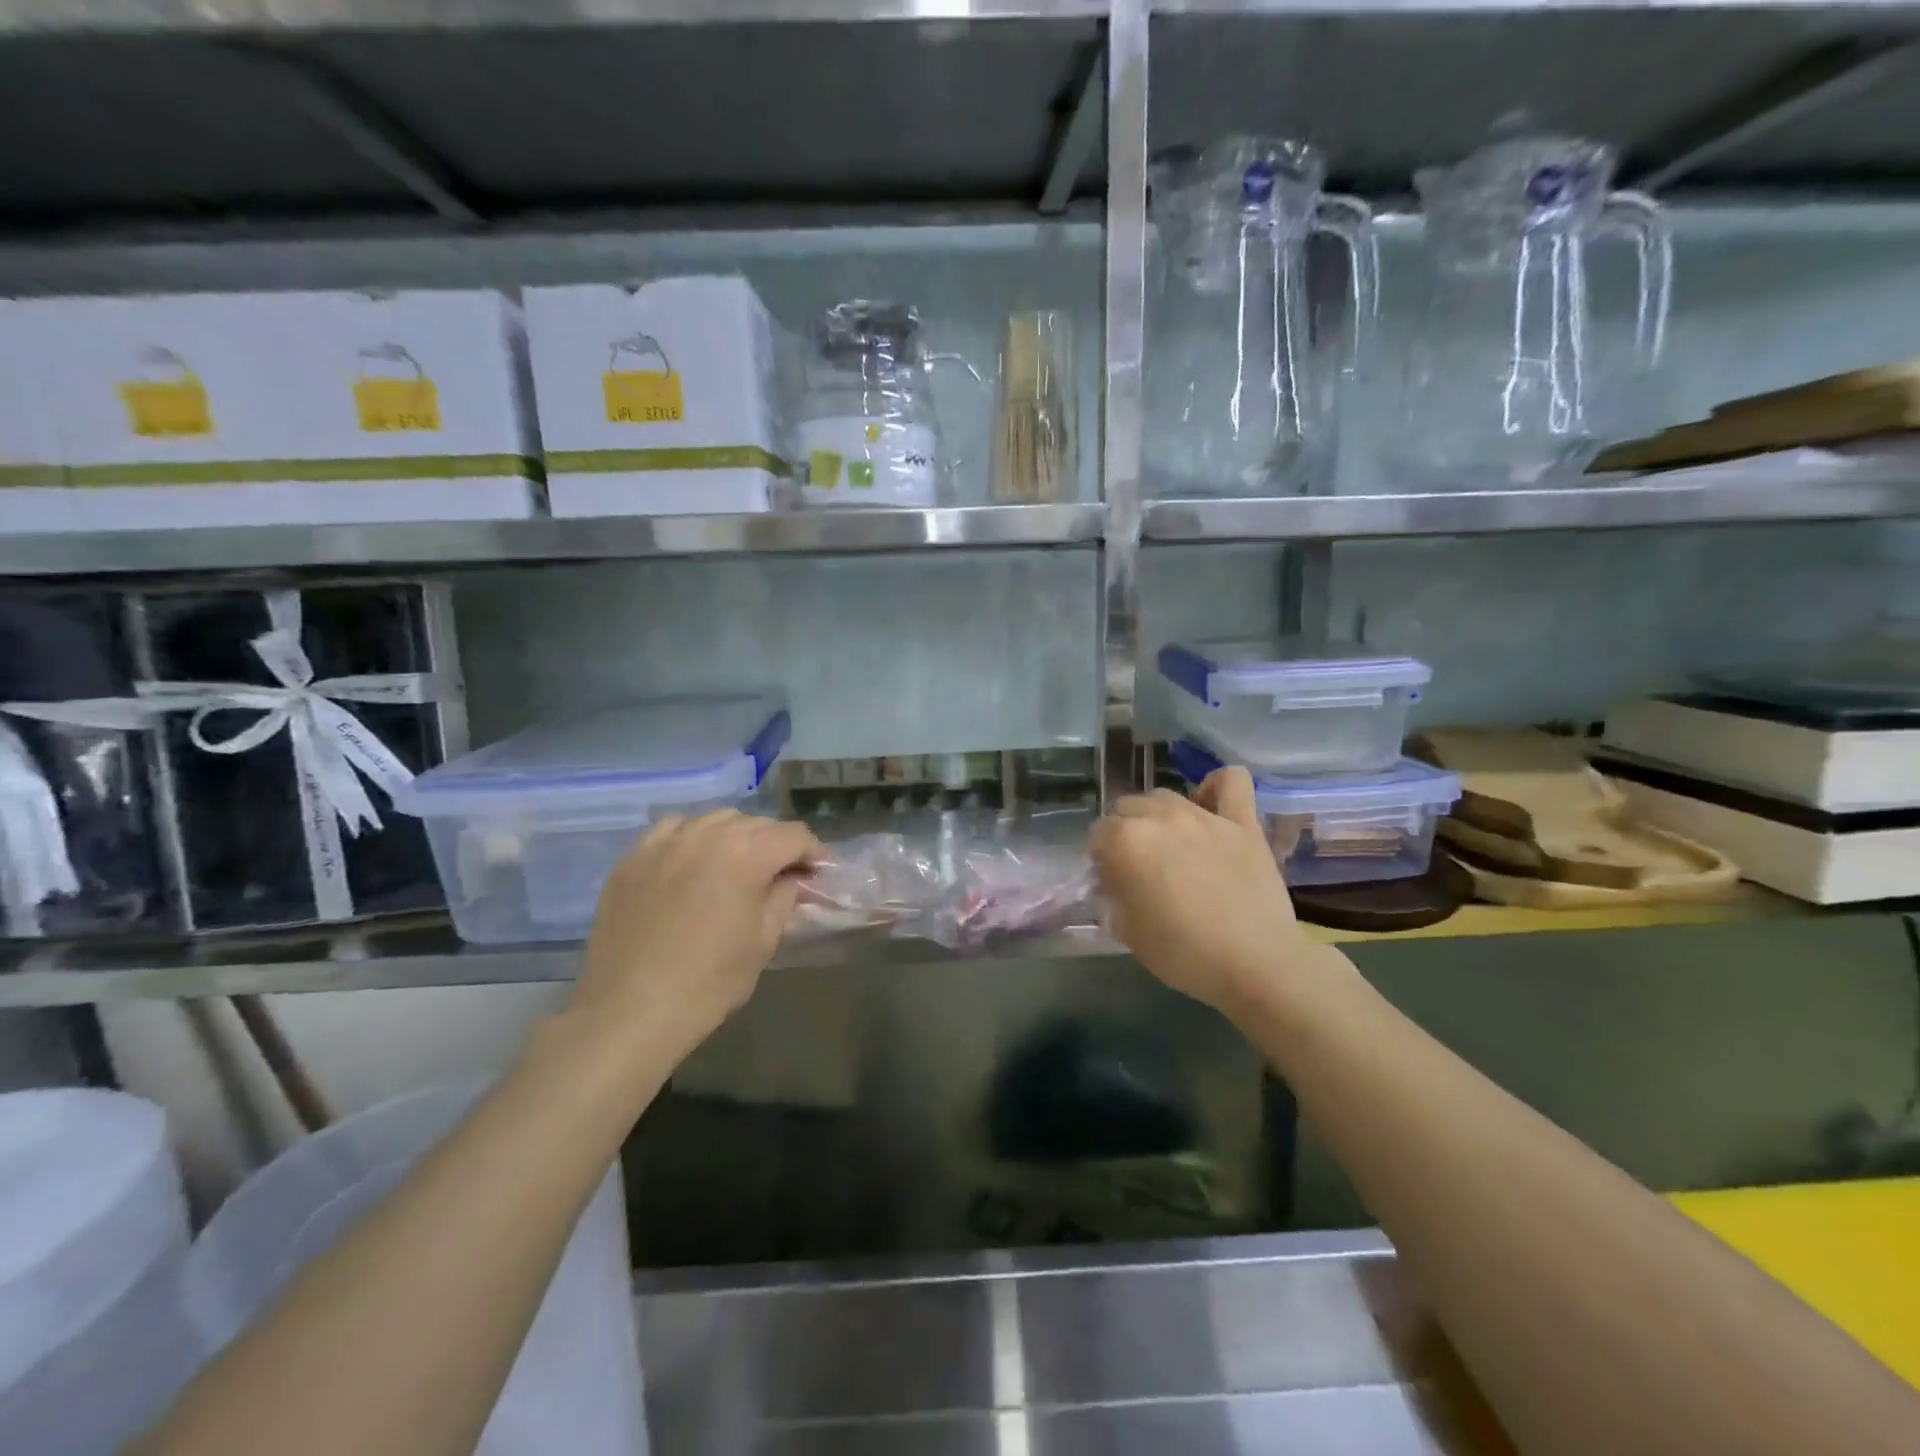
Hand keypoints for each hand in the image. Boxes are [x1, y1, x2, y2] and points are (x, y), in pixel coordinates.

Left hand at [570, 810, 825, 1060]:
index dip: (814, 851)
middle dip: (778, 844)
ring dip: (738, 836)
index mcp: (745, 857)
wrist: (629, 1013)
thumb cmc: (708, 984)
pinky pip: (673, 829)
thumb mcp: (763, 942)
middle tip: (784, 872)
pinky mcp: (633, 858)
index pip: (792, 835)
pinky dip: (693, 836)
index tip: (819, 871)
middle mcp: (706, 836)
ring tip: (739, 864)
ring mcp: (665, 843)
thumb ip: (784, 898)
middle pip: (756, 823)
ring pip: (715, 820)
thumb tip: (792, 878)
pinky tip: (694, 859)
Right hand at [1090, 767, 1317, 1014]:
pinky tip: (1210, 806)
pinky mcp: (1242, 822)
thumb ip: (1114, 900)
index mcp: (1126, 842)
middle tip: (1138, 867)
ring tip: (1170, 844)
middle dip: (1124, 833)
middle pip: (1127, 808)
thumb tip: (1115, 886)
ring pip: (1165, 796)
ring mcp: (1204, 815)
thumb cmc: (1185, 955)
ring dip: (1158, 815)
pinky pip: (1231, 781)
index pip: (1098, 835)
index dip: (1101, 860)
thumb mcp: (1129, 934)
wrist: (1257, 964)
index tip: (1112, 883)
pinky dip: (1216, 787)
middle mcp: (1160, 817)